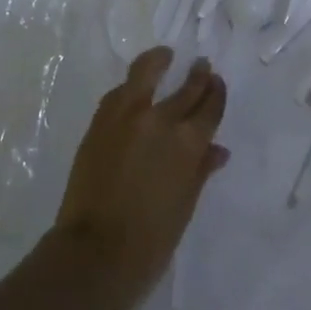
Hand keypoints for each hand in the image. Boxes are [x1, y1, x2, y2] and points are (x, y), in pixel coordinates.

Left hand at [50, 48, 229, 309]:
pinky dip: (131, 87)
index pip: (210, 106)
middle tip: (201, 65)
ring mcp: (125, 117)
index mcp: (188, 142)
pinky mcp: (99, 123)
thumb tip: (216, 151)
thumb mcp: (185, 205)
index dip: (216, 92)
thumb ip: (200, 170)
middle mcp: (160, 120)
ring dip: (158, 62)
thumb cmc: (151, 239)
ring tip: (164, 56)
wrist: (94, 253)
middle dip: (197, 75)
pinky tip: (134, 88)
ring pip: (145, 73)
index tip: (217, 82)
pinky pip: (119, 94)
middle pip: (185, 87)